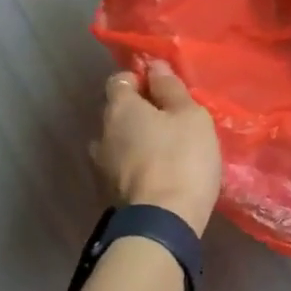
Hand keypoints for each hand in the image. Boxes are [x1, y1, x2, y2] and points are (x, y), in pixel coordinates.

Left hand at [92, 60, 222, 236]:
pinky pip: (121, 169)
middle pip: (117, 113)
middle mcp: (101, 133)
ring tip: (165, 152)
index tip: (164, 90)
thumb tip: (154, 66)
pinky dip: (136, 168)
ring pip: (118, 143)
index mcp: (119, 108)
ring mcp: (100, 167)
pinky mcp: (107, 195)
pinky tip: (158, 176)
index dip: (140, 80)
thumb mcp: (189, 115)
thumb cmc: (181, 158)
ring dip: (136, 143)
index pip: (119, 79)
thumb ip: (171, 88)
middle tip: (171, 122)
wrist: (162, 224)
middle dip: (140, 113)